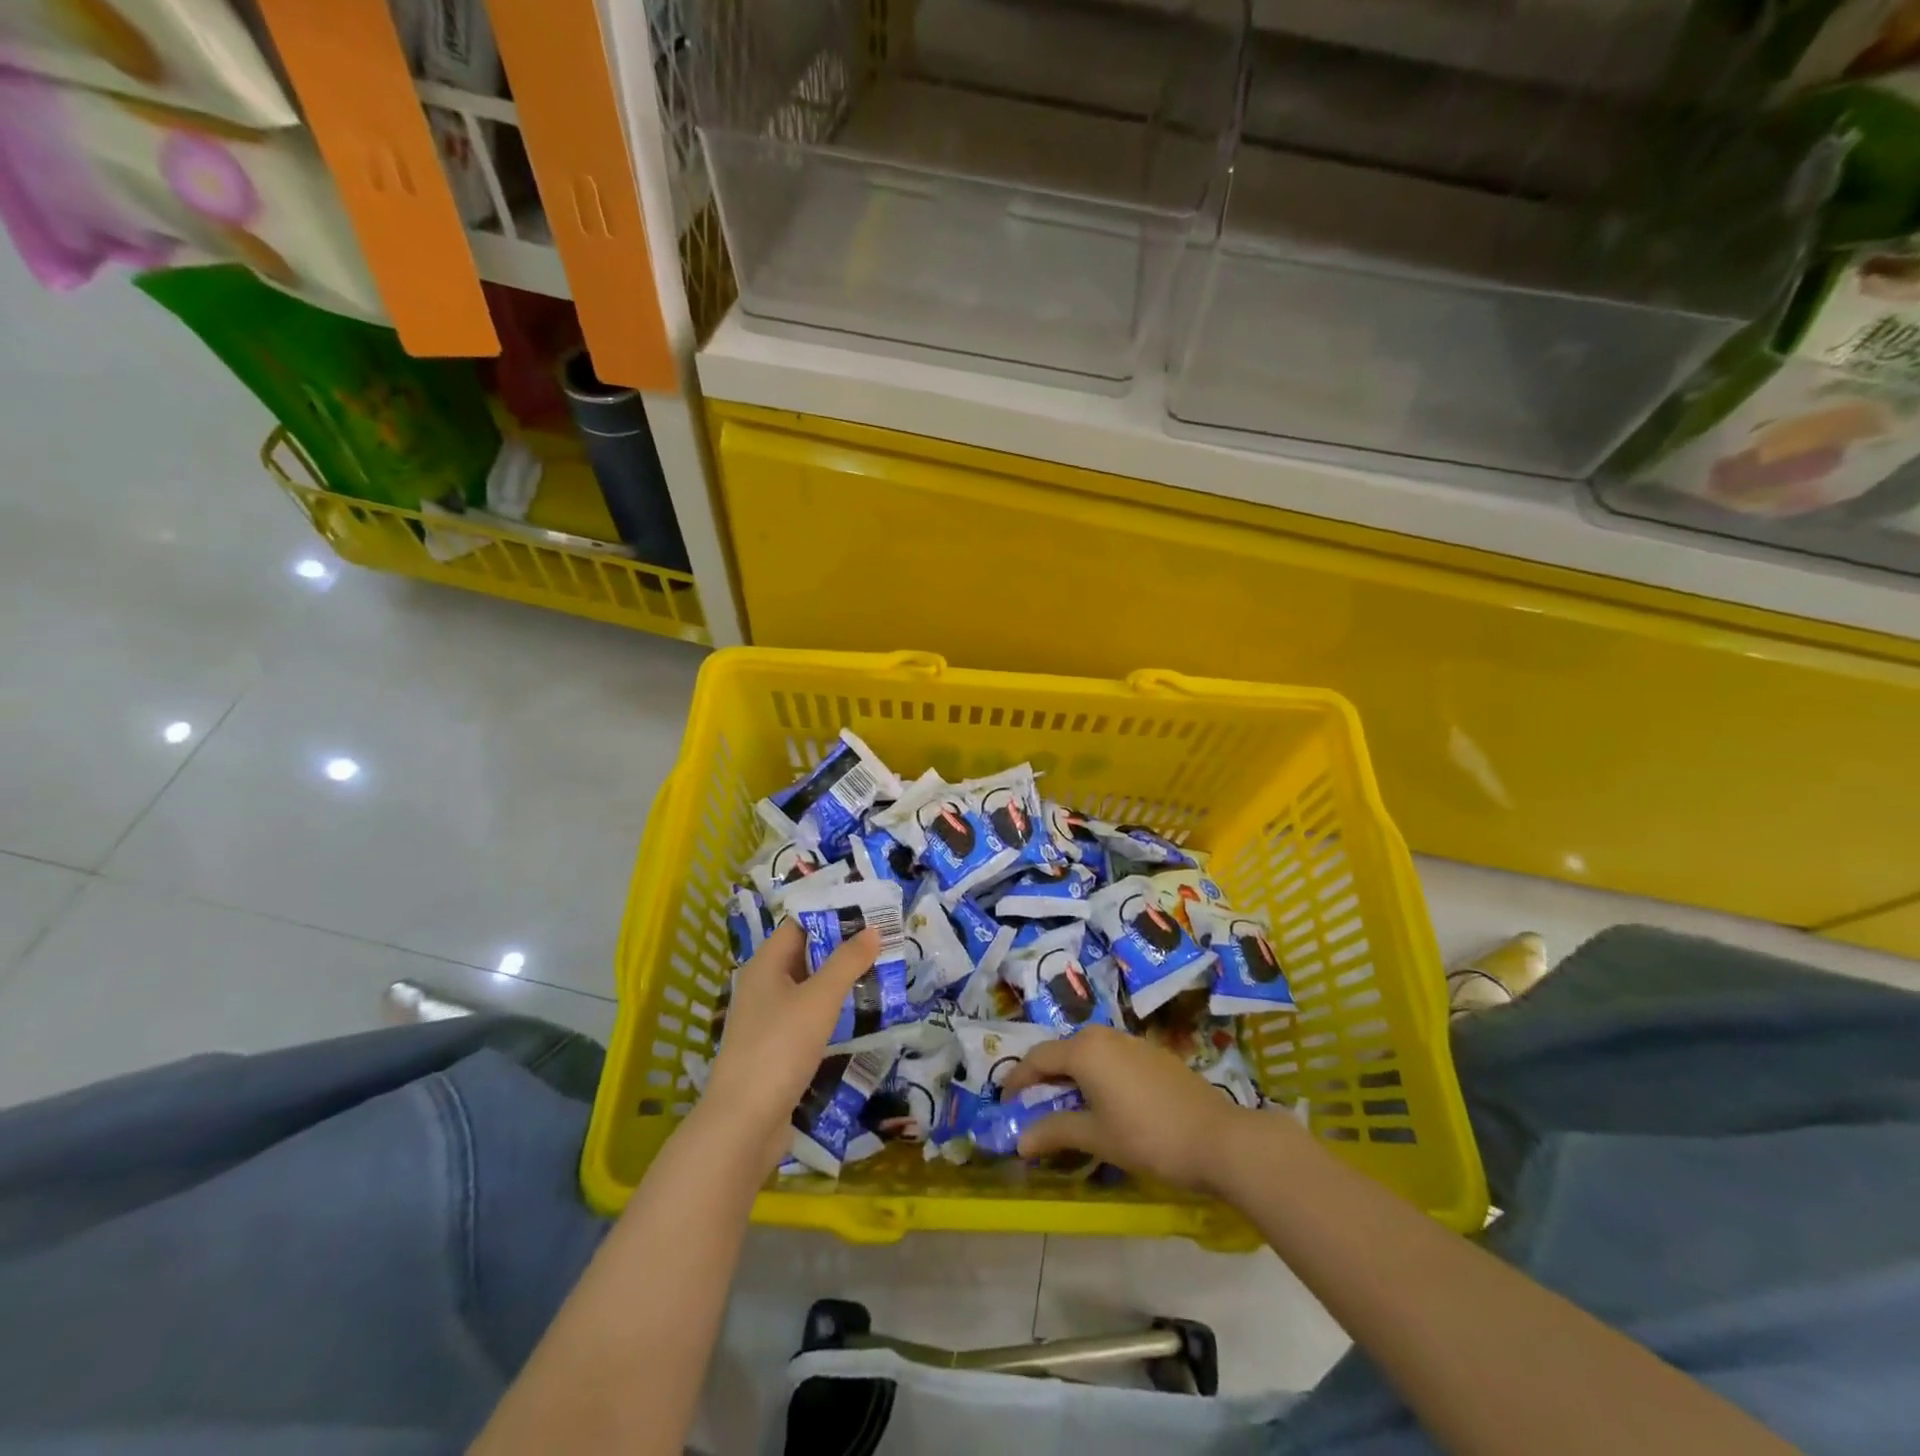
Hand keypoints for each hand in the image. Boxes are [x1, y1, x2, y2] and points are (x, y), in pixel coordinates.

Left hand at [703, 920, 879, 1165]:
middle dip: (843, 949)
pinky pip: (808, 1019)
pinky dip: (832, 1013)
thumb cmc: (780, 1047)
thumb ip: (847, 962)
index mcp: (765, 964)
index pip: (799, 924)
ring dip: (840, 983)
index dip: (832, 914)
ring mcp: (768, 1020)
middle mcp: (763, 986)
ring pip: (809, 989)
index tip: (869, 912)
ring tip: (881, 975)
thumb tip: (873, 929)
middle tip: (884, 943)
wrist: (744, 1123)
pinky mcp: (776, 1050)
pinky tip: (861, 1017)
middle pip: (805, 955)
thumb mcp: (819, 999)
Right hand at [1001, 1026, 1267, 1192]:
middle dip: (1043, 1078)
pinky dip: (1096, 1076)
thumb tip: (1019, 1141)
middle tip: (1032, 1106)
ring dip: (1070, 1076)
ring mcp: (1131, 1041)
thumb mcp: (1096, 1137)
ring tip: (1066, 1107)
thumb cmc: (1147, 1137)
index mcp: (1084, 1050)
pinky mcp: (1152, 1053)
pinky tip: (1104, 1103)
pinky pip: (1110, 1058)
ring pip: (1087, 1053)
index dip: (1017, 1080)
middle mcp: (1103, 1035)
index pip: (1037, 1059)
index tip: (1005, 1103)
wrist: (1217, 1138)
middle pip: (1062, 1052)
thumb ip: (1054, 1132)